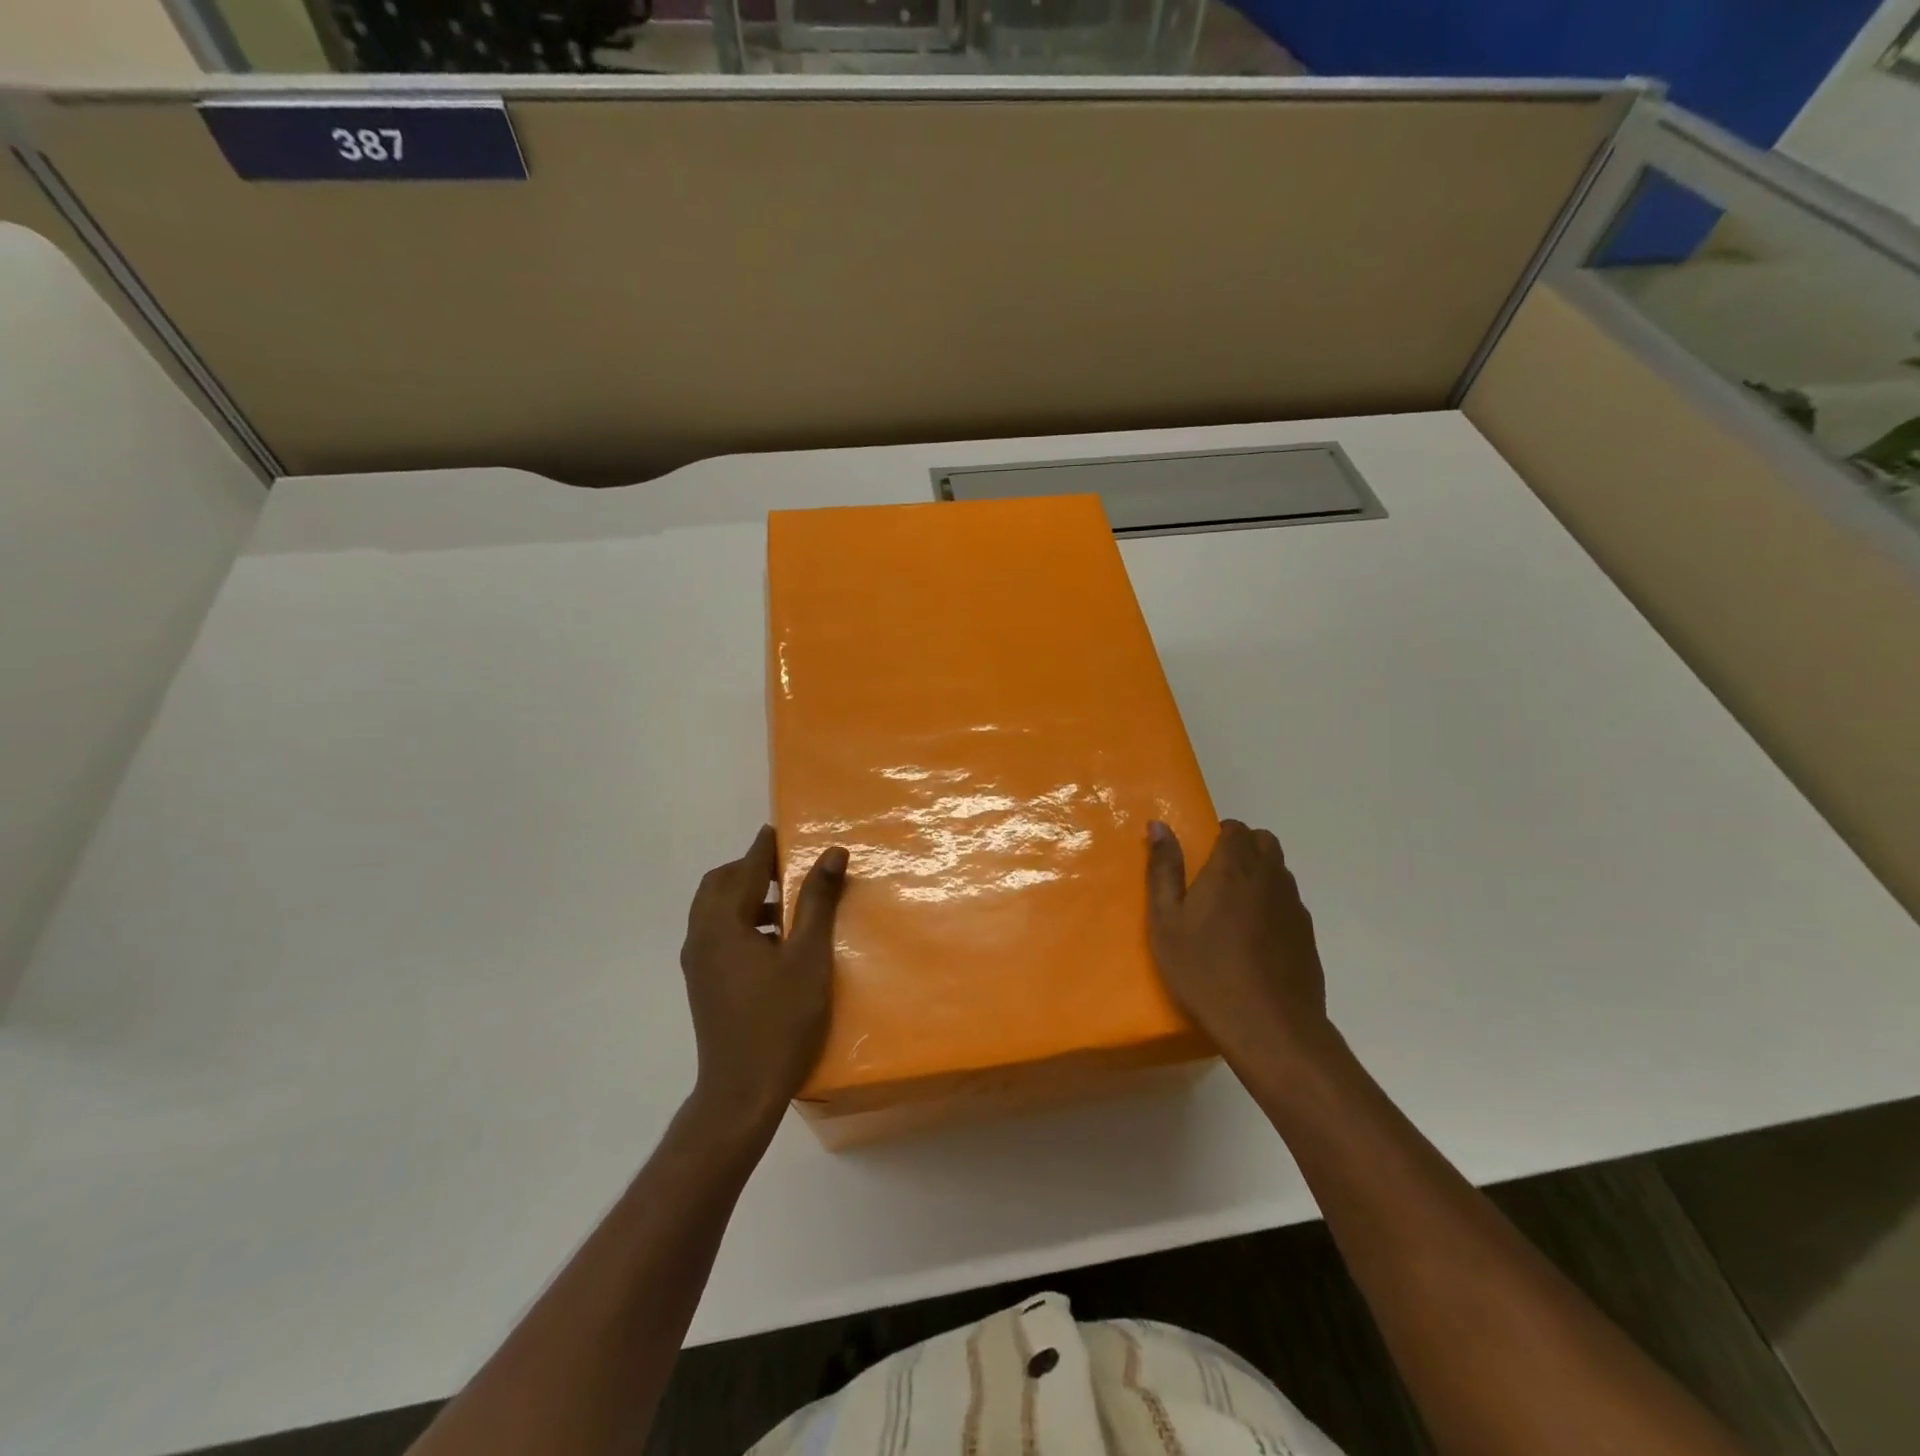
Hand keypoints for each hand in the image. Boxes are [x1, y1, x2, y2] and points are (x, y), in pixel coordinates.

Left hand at [679, 826, 848, 1137]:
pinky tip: (773, 942)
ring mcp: (698, 963)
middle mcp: (701, 937)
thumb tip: (831, 853)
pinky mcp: (703, 984)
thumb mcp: (808, 956)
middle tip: (787, 868)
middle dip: (750, 869)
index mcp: (722, 924)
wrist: (741, 1093)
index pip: (744, 868)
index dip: (764, 847)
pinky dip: (740, 922)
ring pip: (715, 911)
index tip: (782, 829)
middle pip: (718, 885)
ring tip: (787, 905)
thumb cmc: (780, 1019)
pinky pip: (717, 934)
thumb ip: (817, 901)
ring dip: (745, 897)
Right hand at [1146, 819, 1332, 1073]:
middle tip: (1216, 877)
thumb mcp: (1167, 921)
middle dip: (1243, 847)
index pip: (1235, 829)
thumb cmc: (1205, 970)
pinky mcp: (1308, 936)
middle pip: (1264, 842)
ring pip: (1280, 872)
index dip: (1219, 835)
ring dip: (1260, 875)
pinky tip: (1255, 939)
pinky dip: (1273, 906)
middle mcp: (1270, 878)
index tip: (1201, 856)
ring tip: (1234, 909)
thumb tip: (1159, 825)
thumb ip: (1163, 870)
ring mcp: (1294, 907)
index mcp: (1233, 868)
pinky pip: (1290, 904)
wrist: (1269, 1027)